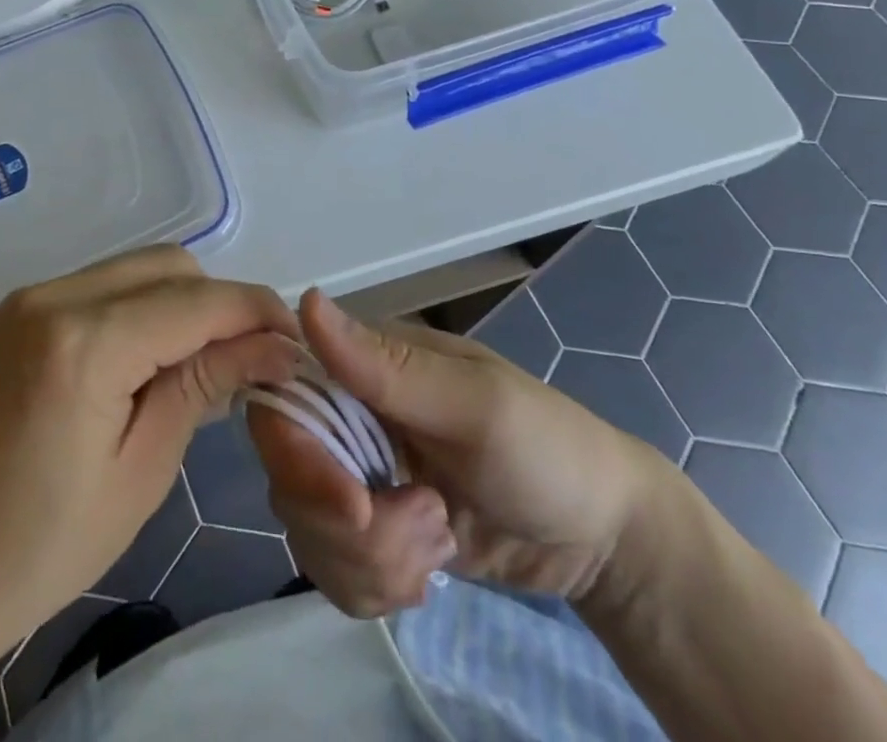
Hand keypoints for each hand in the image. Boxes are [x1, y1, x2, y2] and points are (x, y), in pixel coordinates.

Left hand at [0, 248, 300, 668]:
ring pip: (138, 269)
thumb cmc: (39, 550)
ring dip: (182, 304)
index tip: (296, 345)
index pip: (197, 301)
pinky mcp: (18, 312)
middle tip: (249, 363)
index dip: (256, 313)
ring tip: (202, 366)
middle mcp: (54, 296)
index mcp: (83, 343)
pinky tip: (149, 360)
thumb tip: (274, 345)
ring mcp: (30, 298)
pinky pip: (102, 286)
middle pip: (170, 267)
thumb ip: (205, 386)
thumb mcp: (141, 472)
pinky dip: (142, 308)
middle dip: (220, 305)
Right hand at [247, 290, 662, 617]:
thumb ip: (387, 366)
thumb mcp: (476, 405)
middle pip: (290, 474)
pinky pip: (331, 566)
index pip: (284, 398)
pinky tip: (425, 572)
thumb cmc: (549, 449)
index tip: (352, 504)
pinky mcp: (372, 529)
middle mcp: (350, 413)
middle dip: (349, 525)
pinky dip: (373, 585)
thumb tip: (303, 301)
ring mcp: (359, 473)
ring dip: (371, 560)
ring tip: (438, 545)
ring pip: (308, 528)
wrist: (602, 540)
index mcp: (366, 365)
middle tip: (427, 528)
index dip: (296, 456)